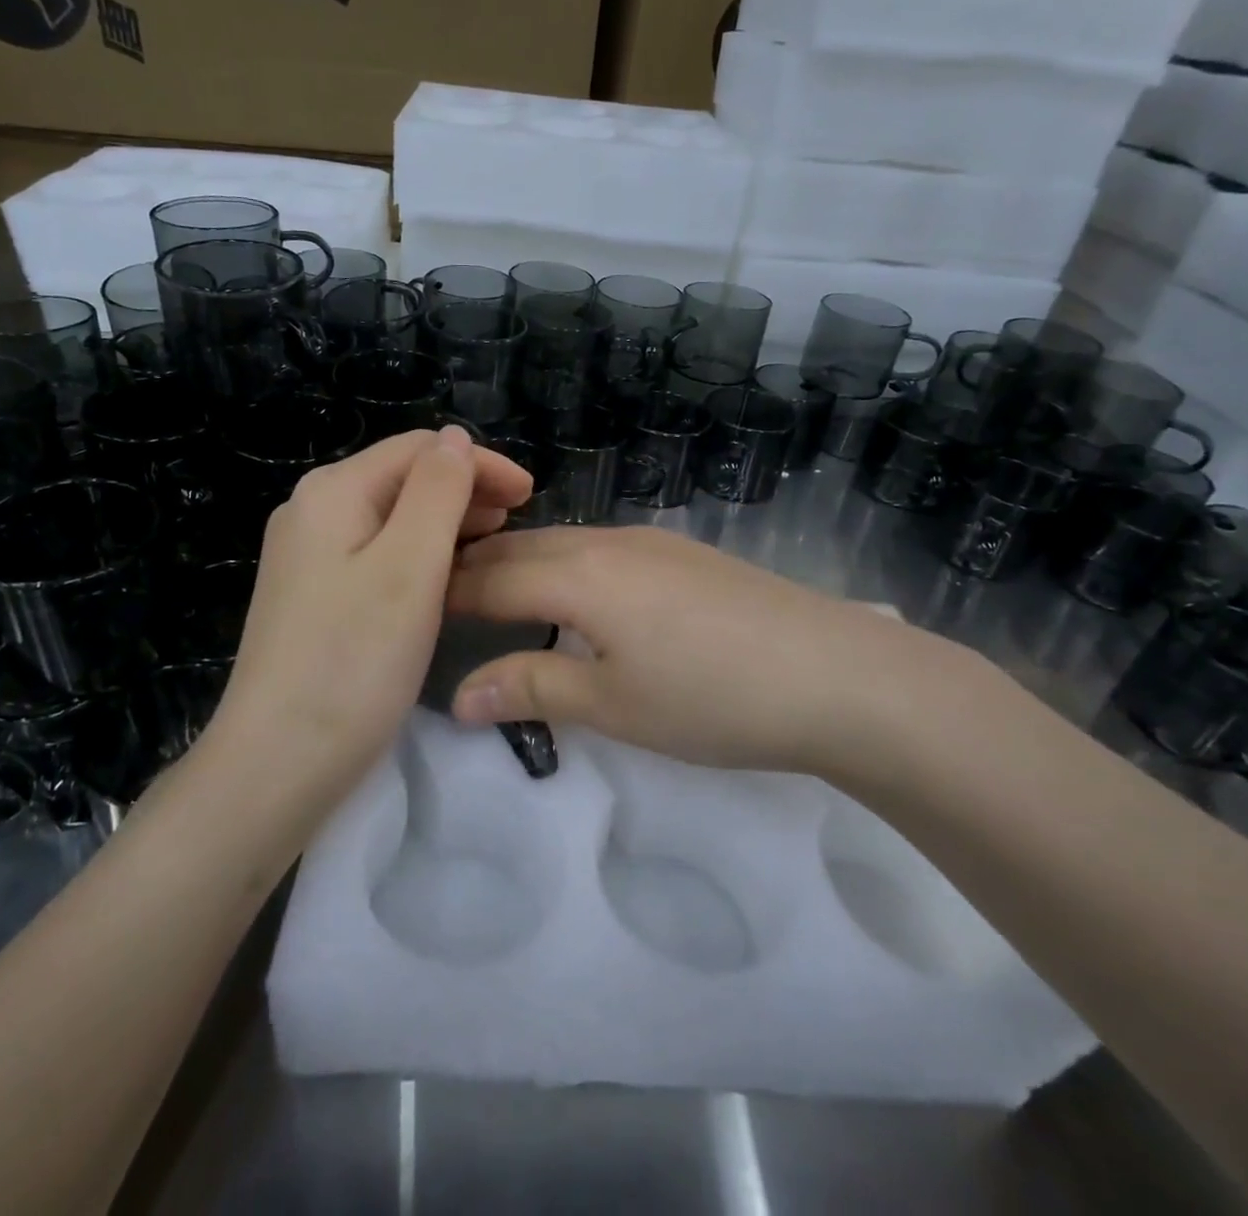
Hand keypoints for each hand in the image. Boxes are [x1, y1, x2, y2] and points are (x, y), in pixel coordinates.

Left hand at [209, 427, 532, 792]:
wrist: (278, 762)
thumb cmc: (354, 659)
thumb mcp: (410, 565)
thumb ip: (437, 491)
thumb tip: (455, 439)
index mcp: (333, 492)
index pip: (419, 449)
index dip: (479, 462)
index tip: (530, 495)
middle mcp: (313, 512)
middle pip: (402, 478)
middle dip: (465, 490)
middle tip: (519, 522)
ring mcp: (309, 556)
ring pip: (392, 518)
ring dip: (446, 522)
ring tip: (494, 546)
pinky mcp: (314, 596)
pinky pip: (378, 554)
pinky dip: (420, 555)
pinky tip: (447, 578)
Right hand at [446, 526, 992, 779]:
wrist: (836, 674)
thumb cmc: (713, 698)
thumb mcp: (614, 705)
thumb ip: (532, 691)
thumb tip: (459, 696)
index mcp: (580, 576)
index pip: (490, 578)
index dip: (446, 594)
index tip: (411, 611)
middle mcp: (608, 542)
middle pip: (522, 548)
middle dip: (474, 569)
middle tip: (438, 600)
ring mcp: (651, 541)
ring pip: (562, 543)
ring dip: (520, 564)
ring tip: (493, 597)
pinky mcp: (683, 553)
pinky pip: (600, 548)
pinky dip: (563, 567)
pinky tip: (572, 596)